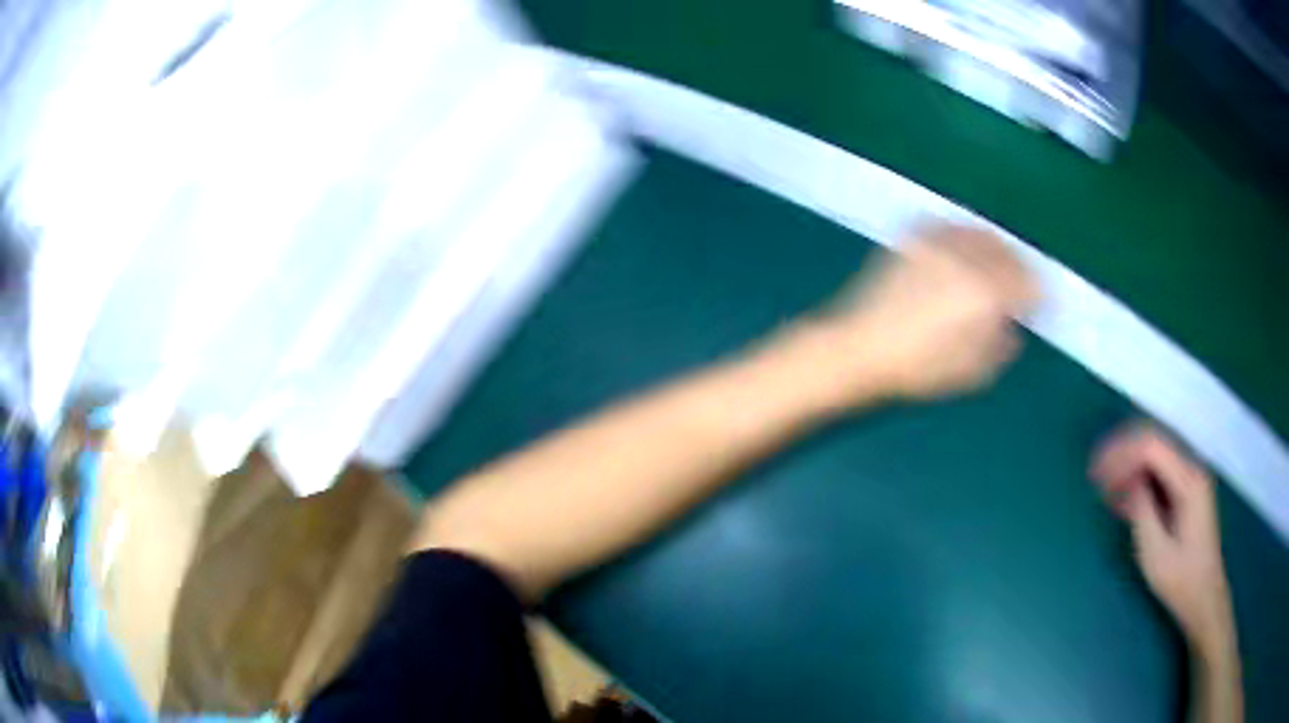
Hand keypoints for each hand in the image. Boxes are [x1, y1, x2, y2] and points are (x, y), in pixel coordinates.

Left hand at [804, 223, 1036, 401]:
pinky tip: (962, 248)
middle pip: (1007, 252)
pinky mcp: (914, 237)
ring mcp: (938, 243)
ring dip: (995, 246)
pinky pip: (949, 225)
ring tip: (995, 263)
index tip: (1038, 300)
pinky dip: (964, 234)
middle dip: (1019, 266)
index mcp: (986, 294)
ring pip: (980, 232)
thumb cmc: (919, 368)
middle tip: (1021, 281)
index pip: (1027, 282)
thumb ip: (1001, 347)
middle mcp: (966, 259)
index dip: (1038, 292)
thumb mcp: (972, 373)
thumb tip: (1013, 328)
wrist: (861, 347)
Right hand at [1091, 424, 1235, 654]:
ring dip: (1129, 466)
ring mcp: (1191, 479)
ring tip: (1104, 488)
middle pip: (1153, 442)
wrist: (1204, 596)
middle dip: (1122, 453)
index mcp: (1189, 480)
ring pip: (1155, 455)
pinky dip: (1139, 480)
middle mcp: (1192, 468)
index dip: (1121, 454)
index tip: (1097, 475)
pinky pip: (1160, 473)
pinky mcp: (1187, 492)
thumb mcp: (1156, 552)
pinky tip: (1122, 499)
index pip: (1151, 446)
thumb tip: (1127, 481)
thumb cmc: (1181, 580)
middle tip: (1095, 475)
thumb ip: (1142, 510)